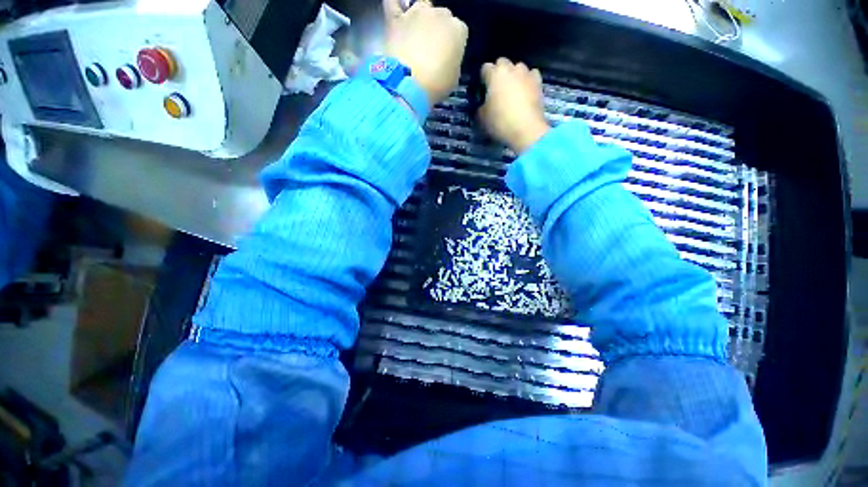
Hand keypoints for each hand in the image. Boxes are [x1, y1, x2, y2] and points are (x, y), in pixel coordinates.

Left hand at [383, 0, 468, 106]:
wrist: (408, 85)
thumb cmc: (436, 85)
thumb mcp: (453, 78)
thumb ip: (452, 62)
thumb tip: (447, 60)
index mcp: (458, 30)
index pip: (459, 31)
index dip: (453, 45)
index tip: (448, 58)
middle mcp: (440, 14)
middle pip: (442, 17)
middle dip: (438, 31)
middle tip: (431, 52)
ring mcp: (416, 12)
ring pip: (422, 8)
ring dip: (420, 21)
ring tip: (415, 39)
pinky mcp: (396, 18)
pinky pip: (394, 5)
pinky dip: (396, 8)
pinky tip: (398, 19)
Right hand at [479, 58, 550, 153]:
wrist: (526, 129)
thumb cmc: (500, 122)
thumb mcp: (482, 118)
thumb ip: (480, 107)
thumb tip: (483, 105)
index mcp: (495, 74)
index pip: (485, 68)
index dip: (483, 78)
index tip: (483, 89)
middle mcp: (511, 68)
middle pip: (502, 63)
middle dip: (499, 73)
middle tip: (496, 89)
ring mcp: (527, 74)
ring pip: (518, 68)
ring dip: (514, 76)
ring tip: (512, 90)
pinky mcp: (539, 82)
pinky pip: (531, 76)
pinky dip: (527, 81)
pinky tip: (525, 92)